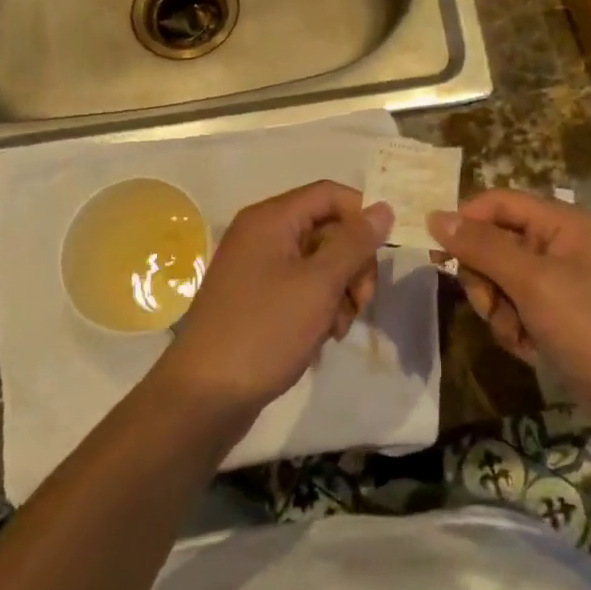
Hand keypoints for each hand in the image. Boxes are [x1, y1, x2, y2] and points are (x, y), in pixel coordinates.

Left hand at [156, 181, 392, 420]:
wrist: (205, 395)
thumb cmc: (265, 330)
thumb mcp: (319, 284)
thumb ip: (354, 243)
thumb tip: (383, 207)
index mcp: (271, 218)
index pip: (330, 194)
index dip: (362, 216)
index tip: (385, 252)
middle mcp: (262, 234)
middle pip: (327, 228)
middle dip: (353, 263)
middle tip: (363, 301)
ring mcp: (257, 267)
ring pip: (319, 262)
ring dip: (340, 290)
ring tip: (339, 328)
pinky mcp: (257, 298)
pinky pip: (301, 287)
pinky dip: (320, 306)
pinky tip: (324, 336)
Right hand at [428, 190, 590, 426]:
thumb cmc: (590, 326)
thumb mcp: (532, 282)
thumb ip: (482, 247)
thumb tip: (434, 216)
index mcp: (563, 223)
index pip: (499, 202)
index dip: (467, 222)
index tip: (442, 256)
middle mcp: (561, 245)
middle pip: (495, 243)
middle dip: (486, 279)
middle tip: (492, 305)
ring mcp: (560, 282)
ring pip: (500, 281)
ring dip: (498, 310)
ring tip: (518, 335)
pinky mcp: (558, 315)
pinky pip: (516, 309)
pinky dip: (515, 329)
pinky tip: (531, 350)